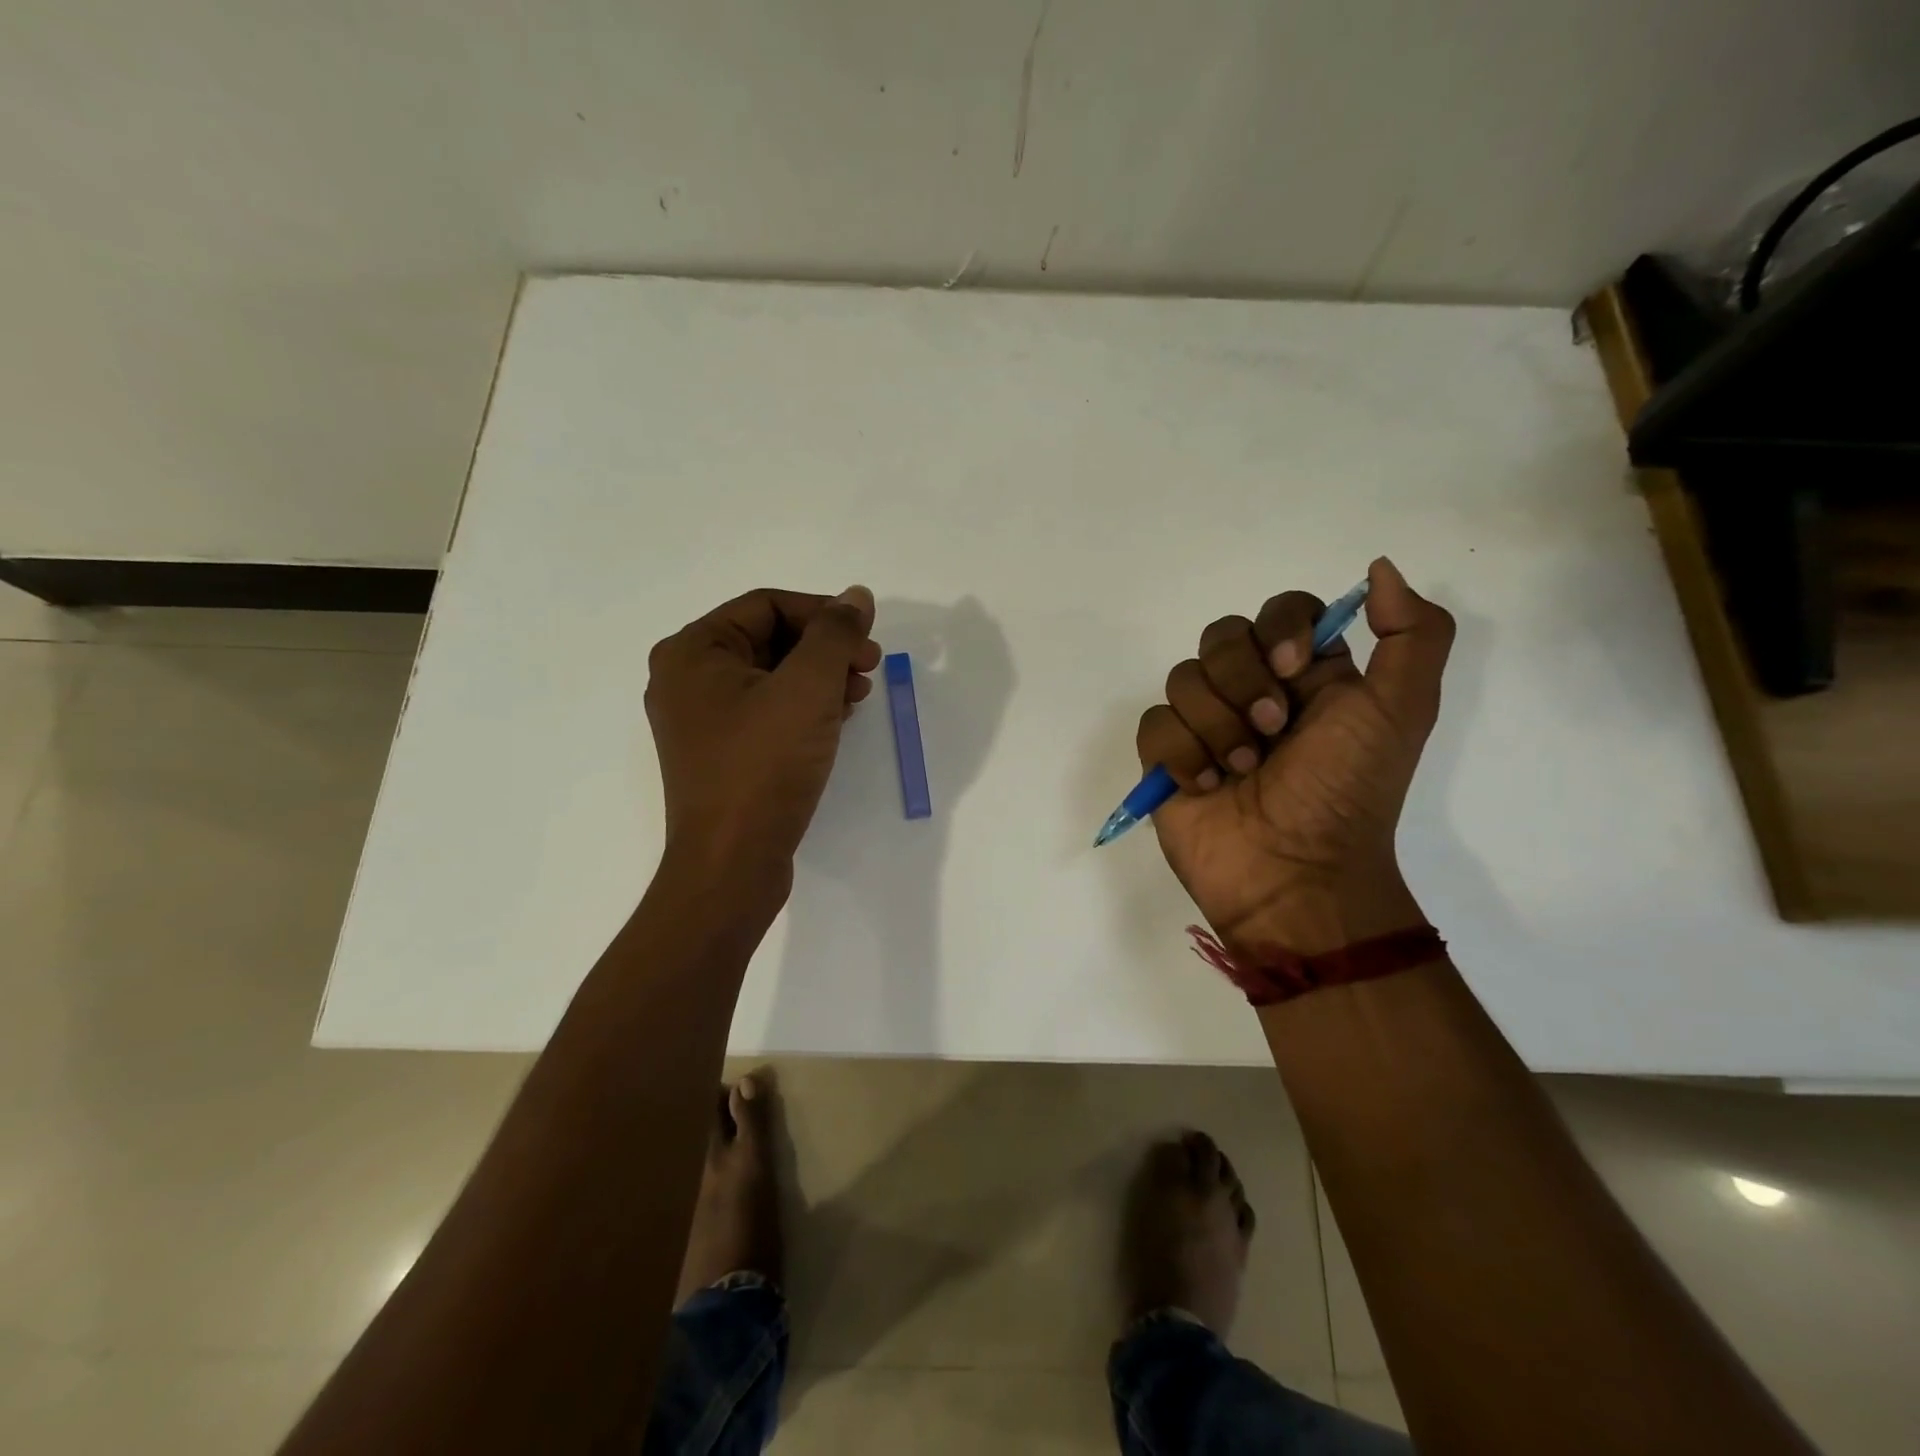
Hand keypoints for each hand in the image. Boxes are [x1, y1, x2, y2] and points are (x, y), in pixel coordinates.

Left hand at [646, 586, 881, 886]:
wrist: (732, 864)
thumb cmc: (764, 766)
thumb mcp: (808, 688)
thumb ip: (835, 634)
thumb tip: (856, 595)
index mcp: (693, 651)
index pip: (768, 605)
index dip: (824, 613)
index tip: (868, 638)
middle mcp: (687, 679)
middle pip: (769, 639)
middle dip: (825, 648)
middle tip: (869, 666)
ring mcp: (701, 720)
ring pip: (771, 676)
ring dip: (820, 677)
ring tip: (859, 694)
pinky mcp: (721, 754)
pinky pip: (767, 711)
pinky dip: (804, 707)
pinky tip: (837, 719)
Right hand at [1137, 558, 1453, 953]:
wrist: (1296, 875)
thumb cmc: (1347, 792)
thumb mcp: (1402, 711)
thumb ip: (1412, 634)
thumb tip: (1380, 567)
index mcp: (1308, 676)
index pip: (1281, 611)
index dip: (1281, 628)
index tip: (1296, 670)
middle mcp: (1253, 691)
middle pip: (1221, 636)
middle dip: (1242, 681)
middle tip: (1270, 731)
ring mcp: (1205, 725)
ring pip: (1183, 678)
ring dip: (1215, 727)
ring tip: (1239, 771)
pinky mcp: (1167, 759)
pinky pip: (1153, 724)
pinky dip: (1180, 754)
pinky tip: (1204, 786)